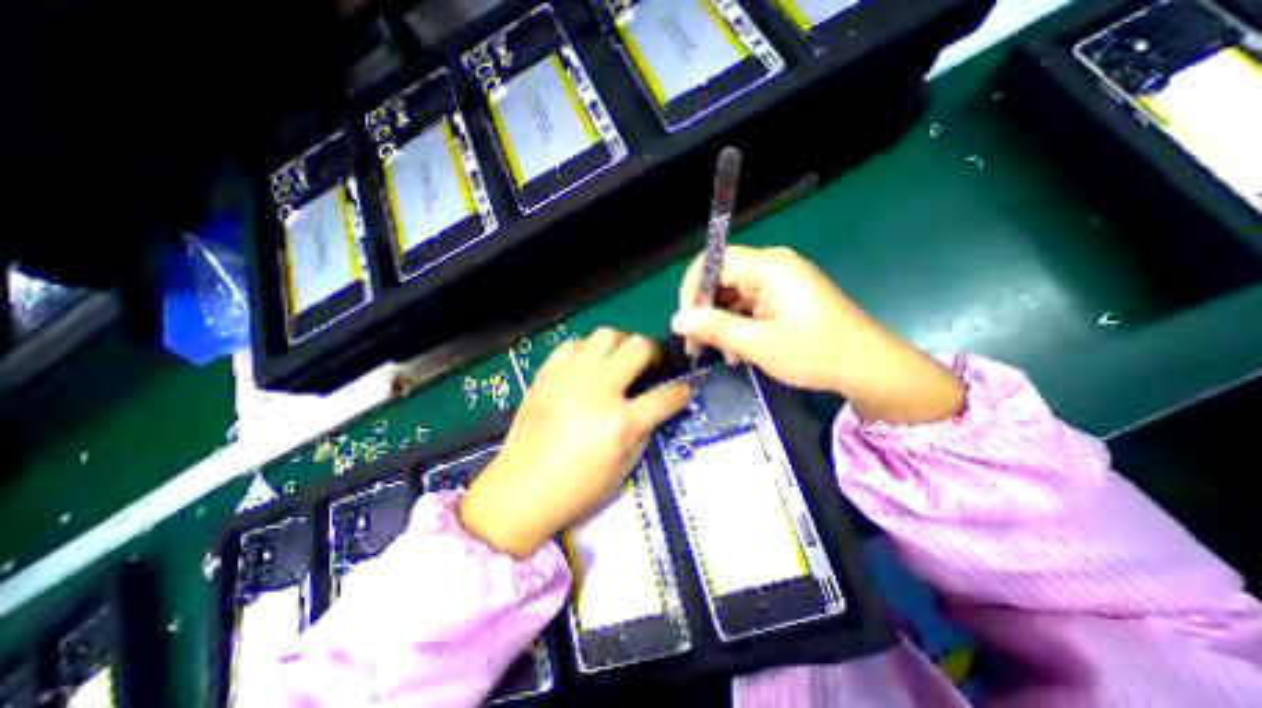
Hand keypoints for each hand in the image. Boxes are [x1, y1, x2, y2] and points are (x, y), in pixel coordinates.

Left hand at [457, 328, 686, 559]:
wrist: (521, 489)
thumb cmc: (577, 488)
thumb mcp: (624, 468)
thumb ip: (645, 431)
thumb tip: (657, 407)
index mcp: (621, 422)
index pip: (666, 395)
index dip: (681, 392)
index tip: (682, 391)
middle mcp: (599, 390)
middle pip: (639, 347)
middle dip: (654, 352)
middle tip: (652, 364)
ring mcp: (570, 377)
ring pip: (606, 334)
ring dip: (621, 344)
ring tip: (620, 360)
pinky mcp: (547, 374)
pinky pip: (573, 344)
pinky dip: (587, 351)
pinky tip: (587, 366)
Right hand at [676, 245, 963, 422]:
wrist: (868, 367)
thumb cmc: (815, 353)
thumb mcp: (758, 344)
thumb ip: (714, 328)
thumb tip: (676, 320)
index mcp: (768, 267)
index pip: (713, 263)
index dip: (693, 291)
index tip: (687, 324)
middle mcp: (773, 265)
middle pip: (722, 278)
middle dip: (706, 311)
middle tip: (699, 345)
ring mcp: (781, 281)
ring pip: (733, 294)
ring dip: (723, 323)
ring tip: (726, 355)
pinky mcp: (785, 296)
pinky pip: (749, 304)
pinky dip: (739, 325)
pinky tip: (741, 350)